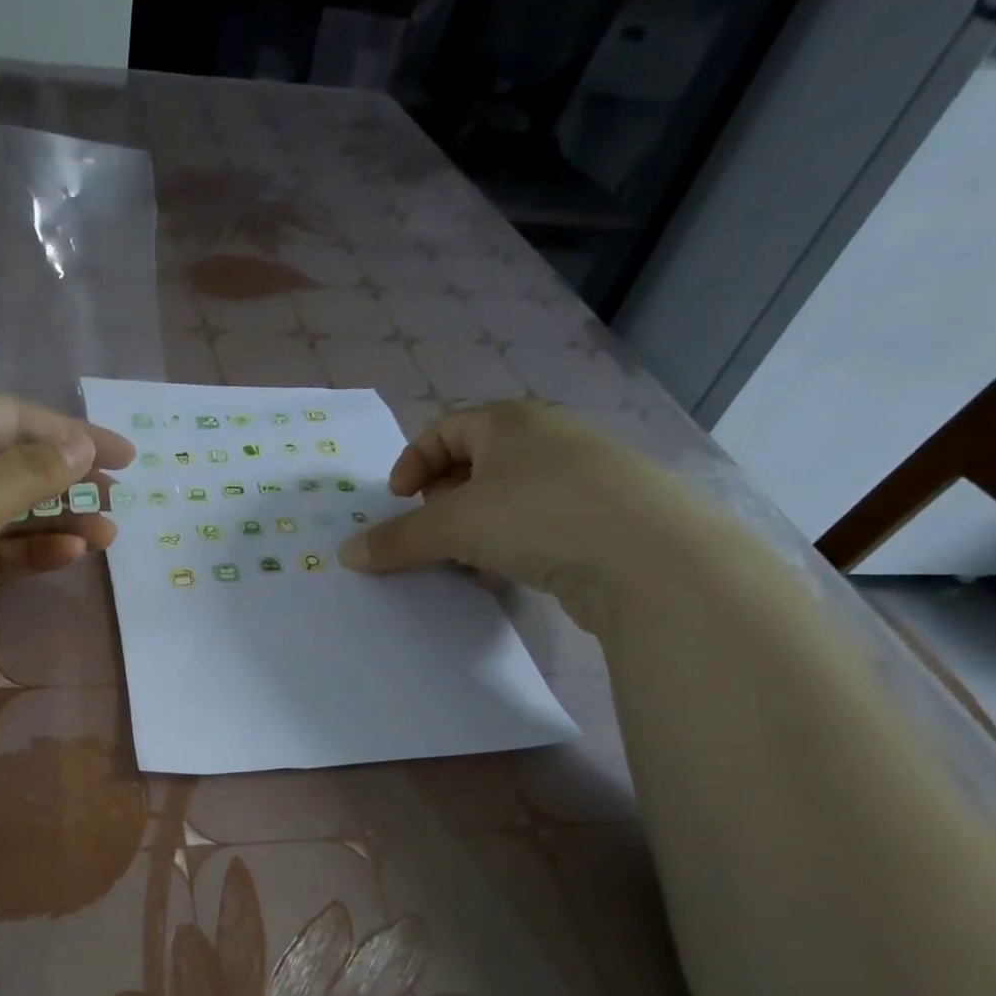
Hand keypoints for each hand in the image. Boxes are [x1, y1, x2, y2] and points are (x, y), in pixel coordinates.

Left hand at [0, 395, 133, 704]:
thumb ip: (26, 474)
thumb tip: (82, 444)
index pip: (10, 418)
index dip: (70, 432)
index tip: (124, 453)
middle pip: (10, 465)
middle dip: (66, 479)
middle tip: (120, 495)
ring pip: (5, 514)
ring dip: (55, 520)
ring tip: (109, 532)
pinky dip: (29, 553)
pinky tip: (70, 553)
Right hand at [337, 399, 707, 630]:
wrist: (648, 557)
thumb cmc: (538, 515)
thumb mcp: (453, 525)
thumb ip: (398, 539)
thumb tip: (348, 554)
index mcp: (509, 422)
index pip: (445, 428)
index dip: (413, 462)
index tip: (397, 500)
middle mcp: (546, 439)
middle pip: (475, 461)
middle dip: (442, 498)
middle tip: (430, 531)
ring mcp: (581, 477)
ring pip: (507, 496)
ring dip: (475, 526)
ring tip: (463, 559)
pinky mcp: (602, 517)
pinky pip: (538, 523)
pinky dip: (511, 544)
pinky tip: (505, 574)